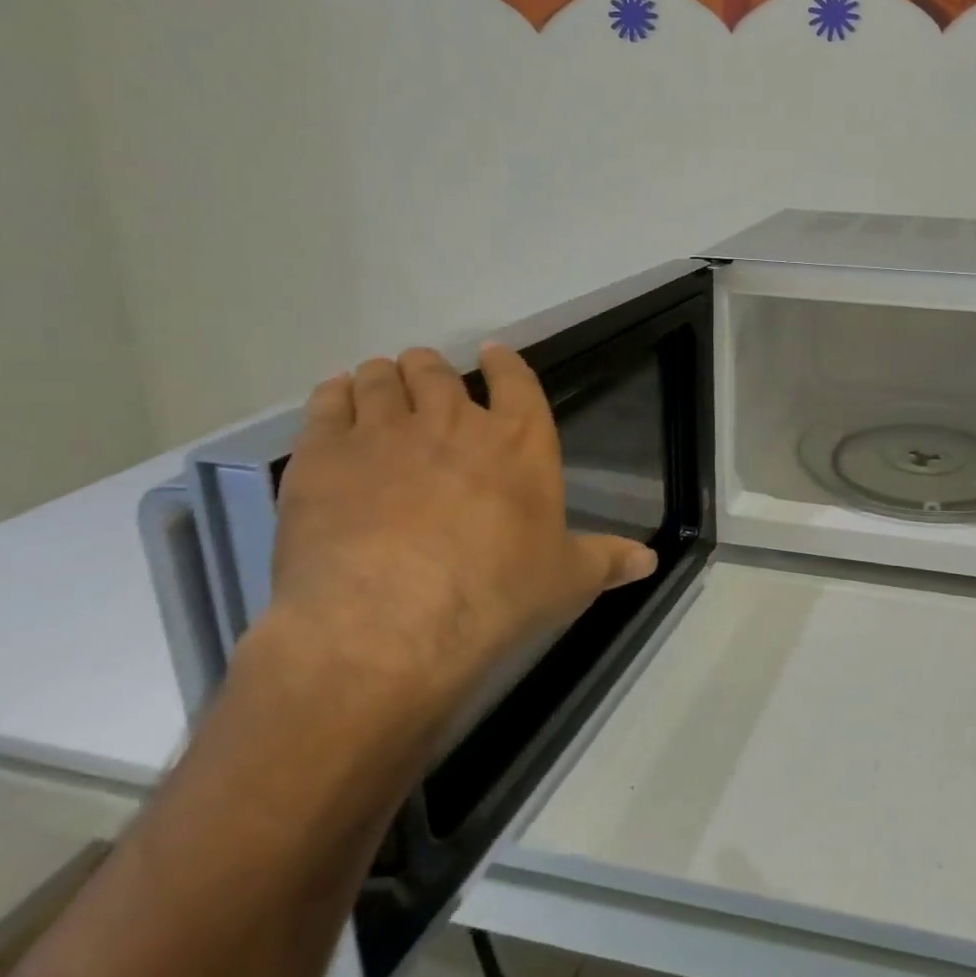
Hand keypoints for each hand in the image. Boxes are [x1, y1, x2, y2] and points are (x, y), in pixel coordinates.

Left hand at [265, 344, 658, 730]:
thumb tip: (651, 560)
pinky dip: (333, 395)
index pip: (516, 381)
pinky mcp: (324, 456)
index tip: (493, 353)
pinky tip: (335, 397)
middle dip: (433, 368)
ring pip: (382, 380)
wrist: (388, 623)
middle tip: (427, 375)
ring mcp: (385, 432)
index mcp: (519, 440)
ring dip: (384, 376)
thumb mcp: (564, 581)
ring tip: (379, 380)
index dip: (504, 363)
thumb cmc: (494, 595)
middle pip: (438, 372)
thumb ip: (606, 561)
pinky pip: (327, 404)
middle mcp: (453, 420)